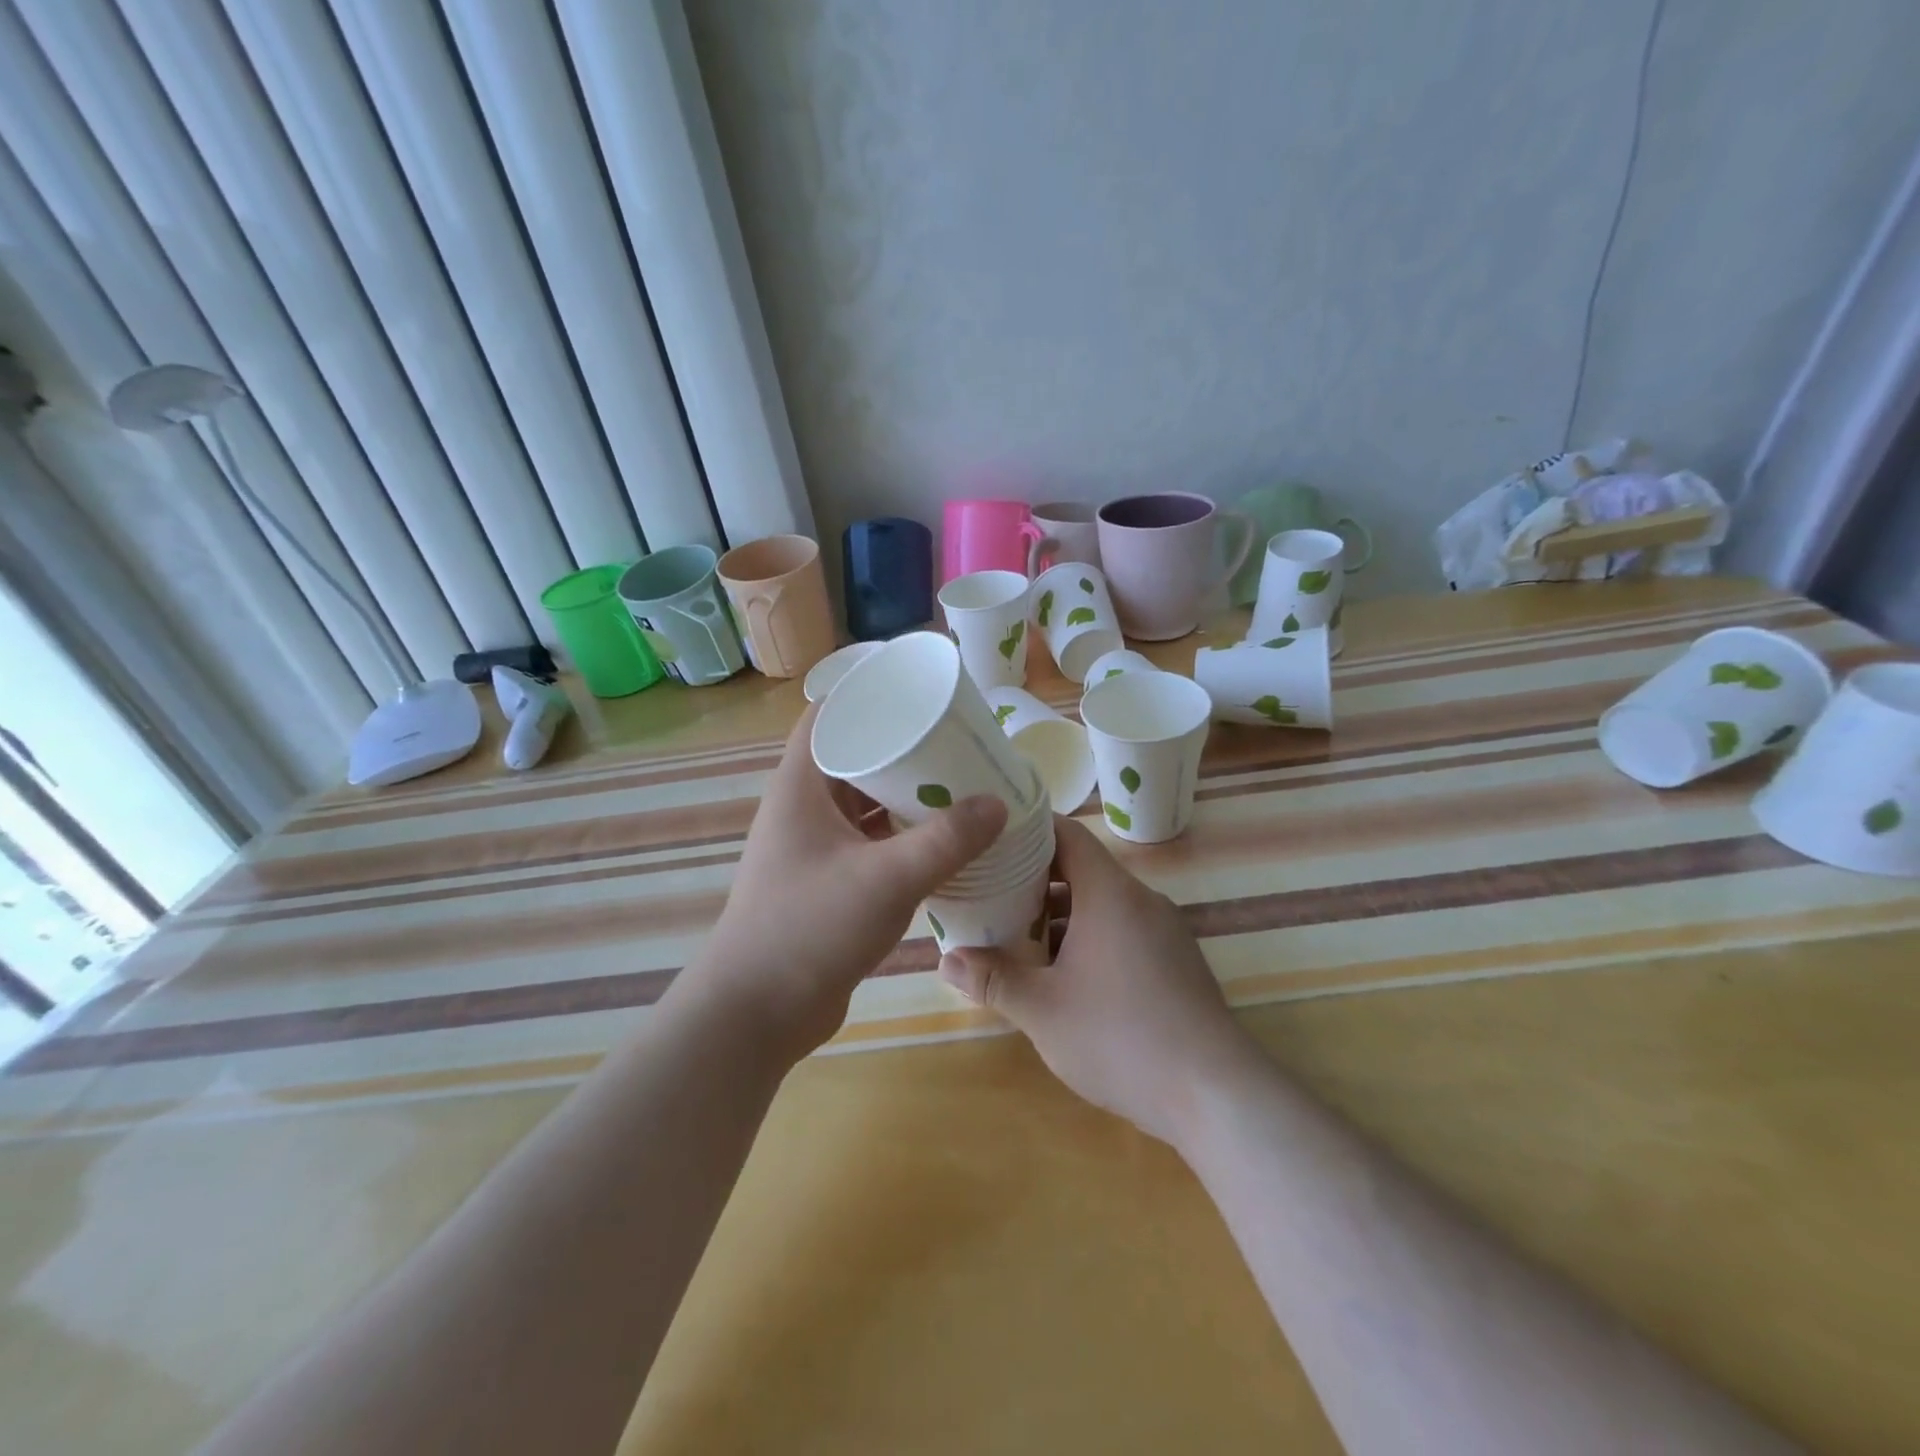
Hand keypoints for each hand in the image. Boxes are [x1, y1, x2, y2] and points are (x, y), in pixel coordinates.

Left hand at [684, 704, 1007, 1060]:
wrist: (757, 1014)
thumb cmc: (811, 928)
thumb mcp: (887, 878)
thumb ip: (947, 840)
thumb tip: (998, 803)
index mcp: (801, 787)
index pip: (828, 716)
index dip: (868, 695)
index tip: (918, 692)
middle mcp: (804, 810)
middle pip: (855, 759)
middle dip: (904, 749)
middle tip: (957, 742)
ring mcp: (815, 849)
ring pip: (866, 806)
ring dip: (907, 797)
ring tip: (961, 786)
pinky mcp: (828, 884)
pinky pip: (871, 844)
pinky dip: (903, 838)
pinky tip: (944, 842)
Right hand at [939, 816, 1255, 1146]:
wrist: (1215, 1094)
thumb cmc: (1121, 1038)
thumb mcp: (1043, 1011)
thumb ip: (992, 980)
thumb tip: (946, 960)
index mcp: (1111, 894)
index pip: (1068, 834)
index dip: (1028, 832)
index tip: (992, 843)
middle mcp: (1142, 900)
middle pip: (1082, 870)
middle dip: (1034, 882)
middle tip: (990, 898)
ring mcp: (1165, 931)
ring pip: (1102, 905)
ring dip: (1061, 916)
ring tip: (1018, 941)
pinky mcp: (1177, 962)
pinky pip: (1124, 930)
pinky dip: (1090, 938)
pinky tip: (1065, 977)